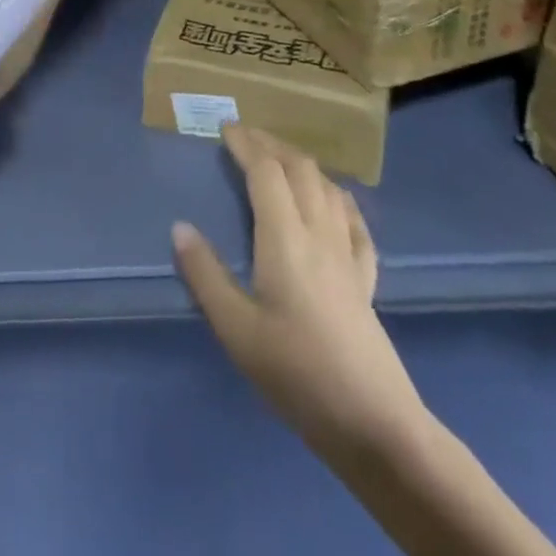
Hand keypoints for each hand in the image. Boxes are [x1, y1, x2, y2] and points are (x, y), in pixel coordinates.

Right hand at [172, 125, 423, 460]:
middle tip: (245, 136)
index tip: (225, 130)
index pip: (266, 172)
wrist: (375, 424)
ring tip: (279, 160)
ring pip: (328, 188)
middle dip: (272, 144)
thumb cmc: (297, 373)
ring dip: (301, 164)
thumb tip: (180, 227)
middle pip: (300, 169)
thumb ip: (205, 275)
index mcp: (285, 238)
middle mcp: (319, 234)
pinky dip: (338, 198)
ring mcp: (348, 255)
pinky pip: (354, 222)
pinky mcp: (366, 279)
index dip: (246, 145)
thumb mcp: (236, 330)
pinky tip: (334, 201)